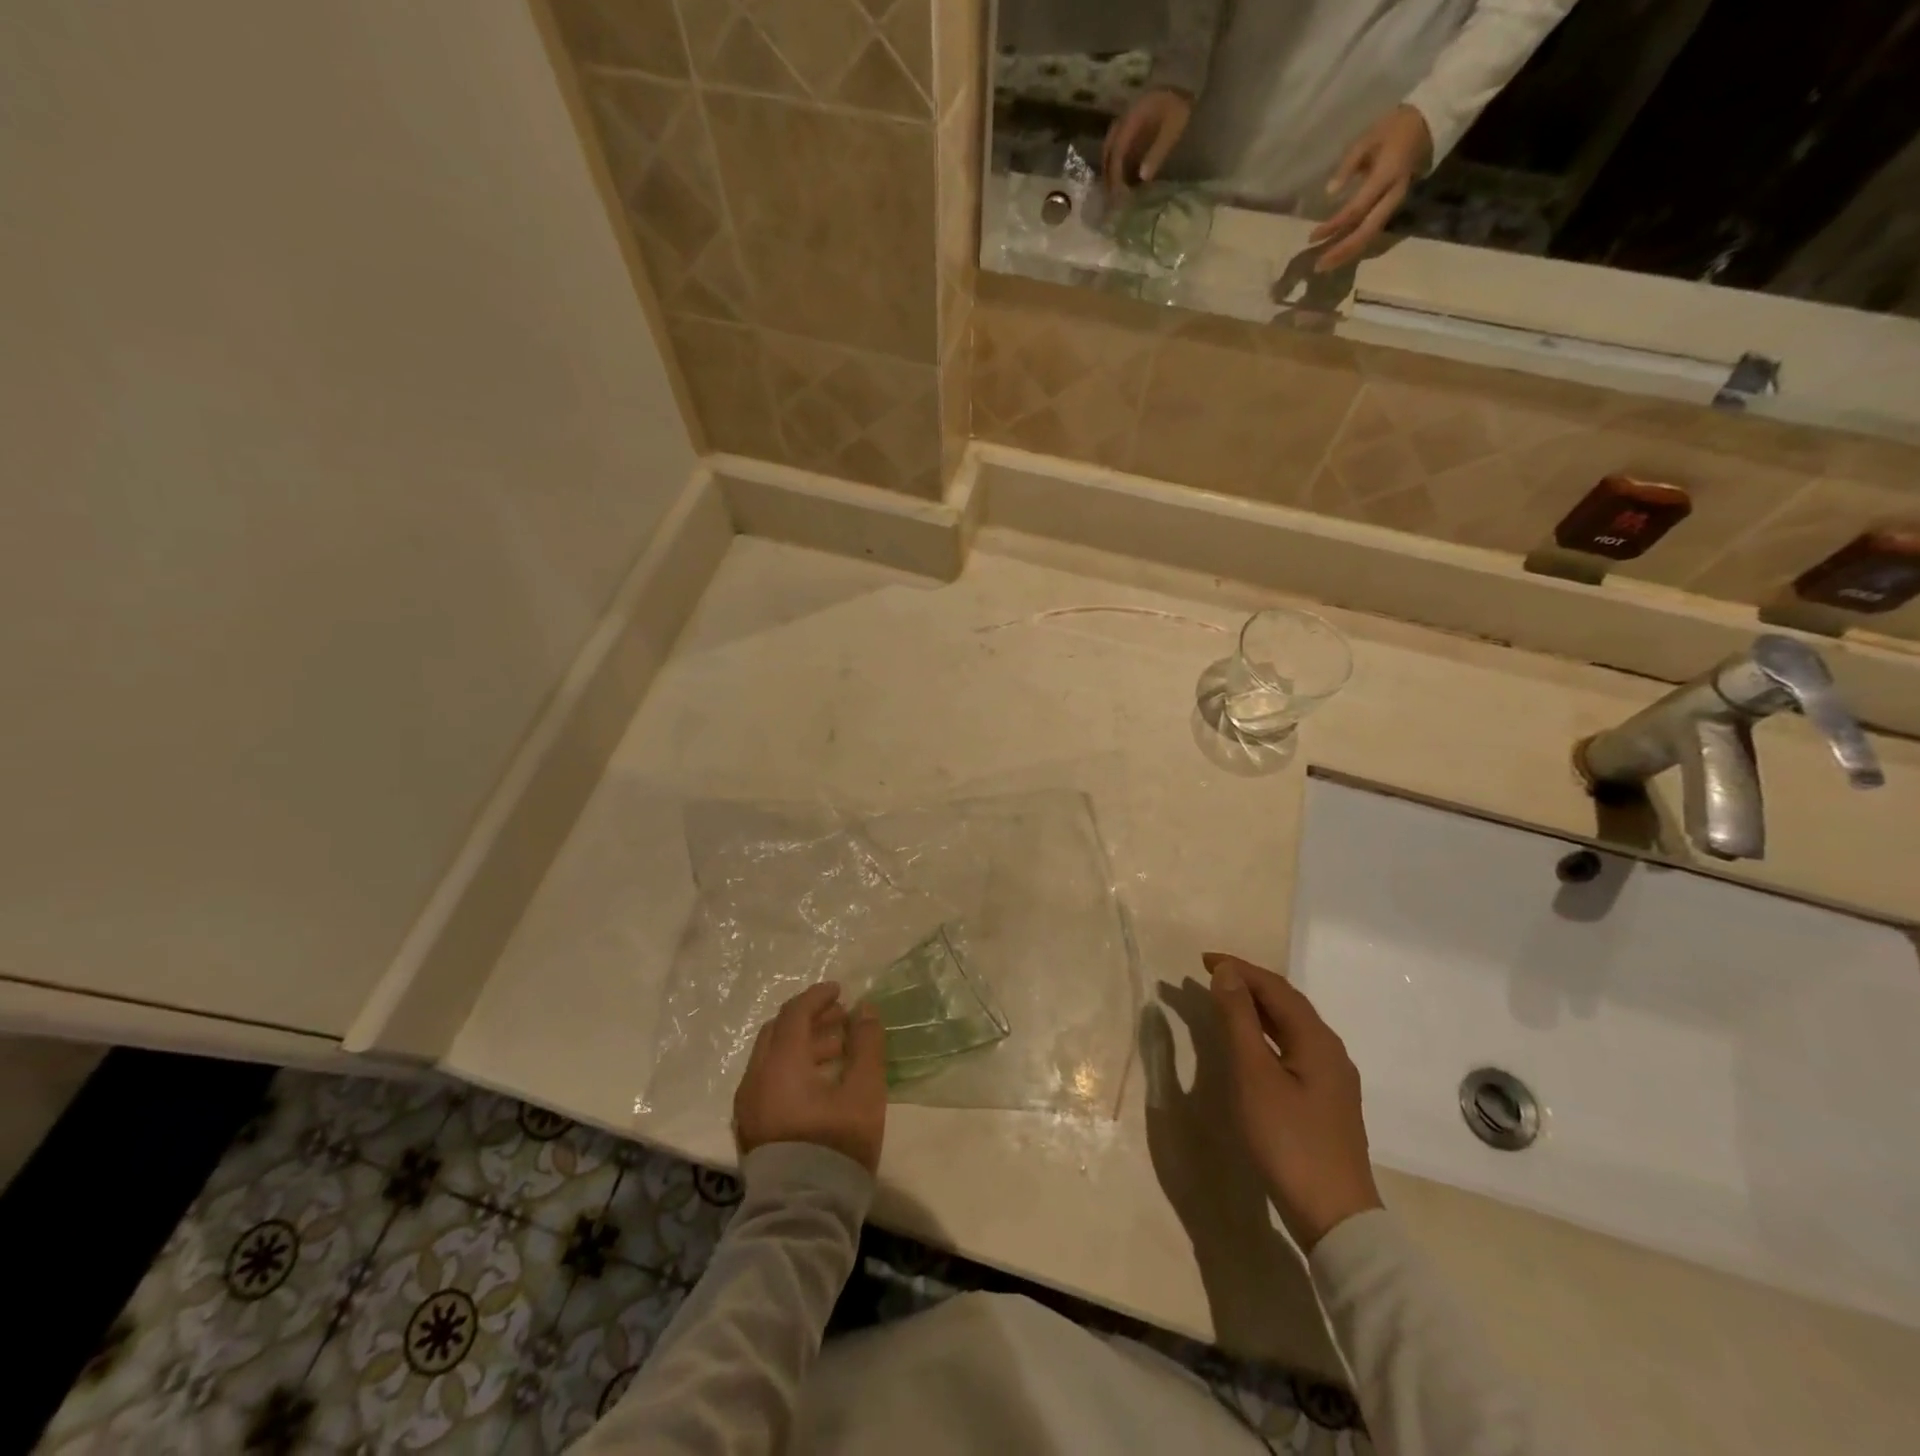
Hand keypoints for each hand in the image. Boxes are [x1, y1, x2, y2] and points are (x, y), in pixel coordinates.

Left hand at [734, 982, 886, 1173]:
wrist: (802, 1213)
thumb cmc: (836, 1146)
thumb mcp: (864, 1092)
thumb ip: (866, 1044)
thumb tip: (865, 1008)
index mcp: (780, 1063)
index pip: (795, 1013)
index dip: (818, 997)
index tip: (841, 991)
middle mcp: (755, 1077)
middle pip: (777, 1031)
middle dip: (809, 1019)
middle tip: (840, 1019)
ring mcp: (747, 1104)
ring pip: (771, 1057)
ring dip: (801, 1044)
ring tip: (837, 1050)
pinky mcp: (749, 1127)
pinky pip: (766, 1079)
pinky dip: (790, 1067)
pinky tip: (818, 1081)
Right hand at [1103, 87, 1192, 198]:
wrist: (1184, 75)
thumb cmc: (1178, 103)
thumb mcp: (1172, 129)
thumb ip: (1157, 153)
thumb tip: (1142, 178)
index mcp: (1131, 122)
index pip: (1116, 153)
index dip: (1115, 176)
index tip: (1117, 194)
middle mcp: (1124, 120)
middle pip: (1108, 149)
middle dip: (1108, 172)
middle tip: (1111, 193)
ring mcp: (1127, 117)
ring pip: (1111, 145)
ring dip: (1111, 165)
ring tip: (1115, 183)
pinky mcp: (1134, 117)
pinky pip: (1119, 140)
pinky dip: (1118, 156)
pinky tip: (1124, 167)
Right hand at [1206, 952, 1382, 1250]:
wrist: (1334, 1217)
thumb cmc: (1288, 1140)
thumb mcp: (1254, 1075)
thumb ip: (1239, 1020)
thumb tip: (1228, 972)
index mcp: (1317, 1040)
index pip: (1275, 987)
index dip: (1240, 968)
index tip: (1203, 960)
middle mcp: (1330, 1051)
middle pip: (1287, 1004)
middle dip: (1249, 984)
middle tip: (1211, 975)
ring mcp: (1332, 1078)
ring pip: (1292, 1027)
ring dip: (1257, 1008)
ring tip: (1225, 1001)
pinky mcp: (1326, 1101)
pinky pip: (1294, 1048)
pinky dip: (1267, 1033)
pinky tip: (1252, 1045)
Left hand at [1310, 104, 1432, 272]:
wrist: (1429, 122)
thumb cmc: (1394, 128)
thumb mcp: (1368, 138)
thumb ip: (1348, 165)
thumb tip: (1329, 192)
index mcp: (1387, 175)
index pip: (1357, 209)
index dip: (1334, 225)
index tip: (1313, 237)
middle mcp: (1393, 195)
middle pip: (1366, 232)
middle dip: (1342, 251)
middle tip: (1318, 267)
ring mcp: (1395, 203)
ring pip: (1371, 235)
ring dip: (1348, 253)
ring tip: (1325, 266)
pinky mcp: (1393, 207)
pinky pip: (1374, 231)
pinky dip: (1356, 245)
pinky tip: (1339, 254)